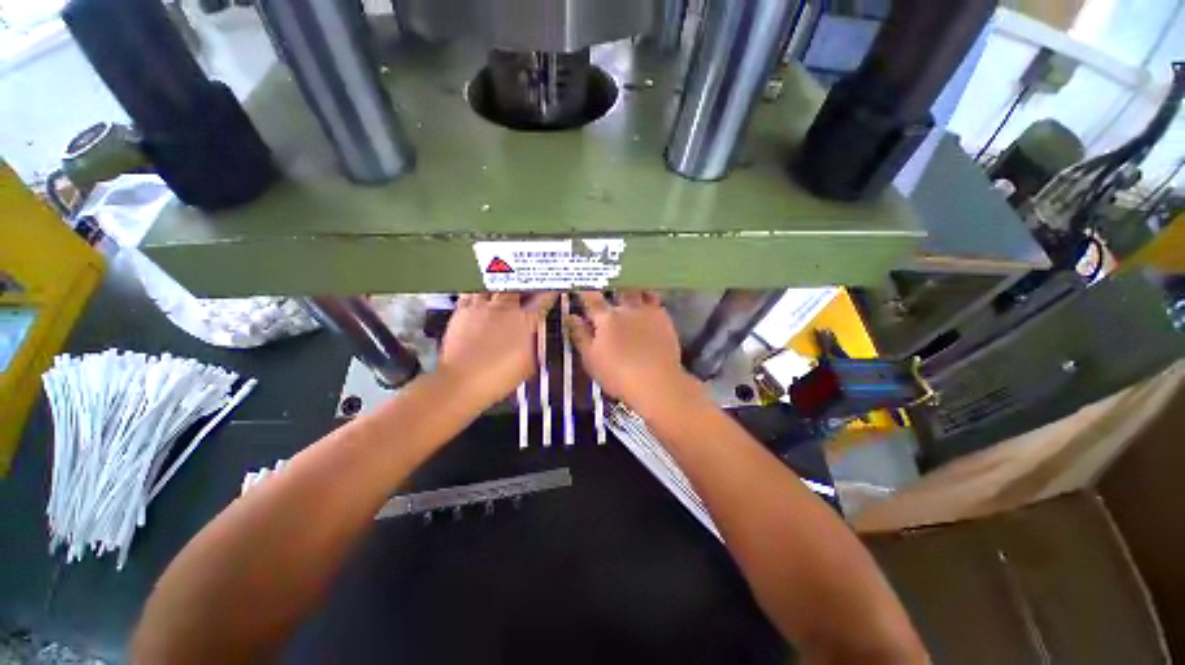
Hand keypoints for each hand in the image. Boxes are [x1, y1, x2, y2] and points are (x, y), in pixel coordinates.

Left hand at [439, 292, 556, 408]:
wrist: (462, 381)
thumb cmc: (498, 377)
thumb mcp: (529, 364)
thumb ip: (535, 345)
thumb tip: (538, 336)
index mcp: (525, 320)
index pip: (543, 299)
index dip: (550, 291)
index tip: (554, 288)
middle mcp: (505, 308)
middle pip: (519, 285)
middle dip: (527, 284)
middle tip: (530, 284)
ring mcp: (482, 307)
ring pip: (495, 284)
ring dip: (503, 284)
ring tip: (507, 283)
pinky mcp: (462, 310)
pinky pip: (471, 291)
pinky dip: (478, 290)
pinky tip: (481, 292)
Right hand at [567, 291, 694, 410]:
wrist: (656, 382)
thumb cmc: (617, 374)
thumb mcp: (591, 359)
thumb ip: (580, 335)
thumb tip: (572, 316)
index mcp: (606, 318)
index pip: (591, 299)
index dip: (585, 291)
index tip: (581, 285)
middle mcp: (626, 308)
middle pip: (616, 290)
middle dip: (611, 285)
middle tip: (608, 281)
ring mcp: (647, 311)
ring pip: (638, 291)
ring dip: (631, 288)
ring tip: (629, 284)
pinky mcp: (664, 318)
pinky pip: (656, 301)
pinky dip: (649, 296)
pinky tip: (649, 299)